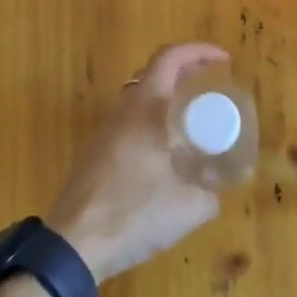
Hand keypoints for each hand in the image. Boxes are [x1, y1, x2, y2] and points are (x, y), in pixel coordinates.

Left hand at [47, 43, 227, 282]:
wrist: (73, 246)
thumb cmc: (133, 214)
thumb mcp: (188, 208)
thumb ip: (210, 194)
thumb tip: (215, 189)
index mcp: (144, 109)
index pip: (169, 58)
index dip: (199, 51)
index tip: (224, 60)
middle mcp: (121, 112)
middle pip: (153, 74)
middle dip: (185, 73)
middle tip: (211, 88)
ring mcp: (102, 133)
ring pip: (138, 100)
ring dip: (166, 101)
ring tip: (193, 123)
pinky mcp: (93, 155)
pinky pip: (128, 124)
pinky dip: (151, 124)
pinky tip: (165, 156)